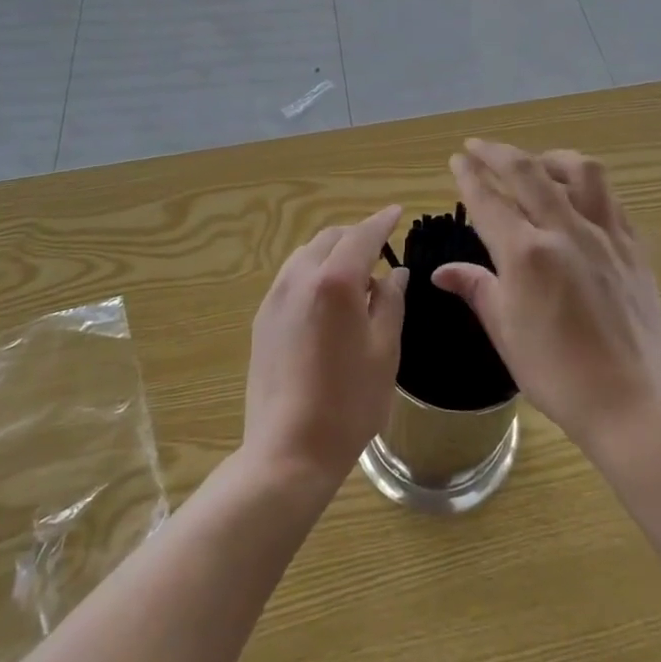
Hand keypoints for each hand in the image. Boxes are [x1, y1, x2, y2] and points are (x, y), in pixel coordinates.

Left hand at [243, 205, 407, 493]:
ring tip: (355, 277)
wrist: (288, 449)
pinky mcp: (263, 317)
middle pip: (331, 238)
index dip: (382, 221)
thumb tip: (394, 274)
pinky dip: (314, 272)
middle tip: (381, 251)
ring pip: (307, 253)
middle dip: (357, 236)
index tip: (397, 212)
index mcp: (336, 281)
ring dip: (333, 252)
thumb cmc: (349, 402)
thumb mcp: (385, 350)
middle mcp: (301, 277)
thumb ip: (391, 302)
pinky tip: (327, 300)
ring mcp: (276, 296)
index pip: (363, 235)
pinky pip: (292, 277)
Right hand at [434, 141, 660, 453]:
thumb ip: (476, 288)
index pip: (489, 199)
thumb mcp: (505, 331)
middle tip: (479, 147)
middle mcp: (565, 231)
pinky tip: (576, 198)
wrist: (630, 401)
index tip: (458, 159)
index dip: (469, 174)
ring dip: (549, 158)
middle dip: (497, 152)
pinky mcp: (633, 246)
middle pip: (527, 171)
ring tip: (536, 164)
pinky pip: (609, 198)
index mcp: (526, 255)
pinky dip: (585, 186)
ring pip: (579, 171)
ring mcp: (605, 234)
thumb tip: (441, 271)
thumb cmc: (556, 373)